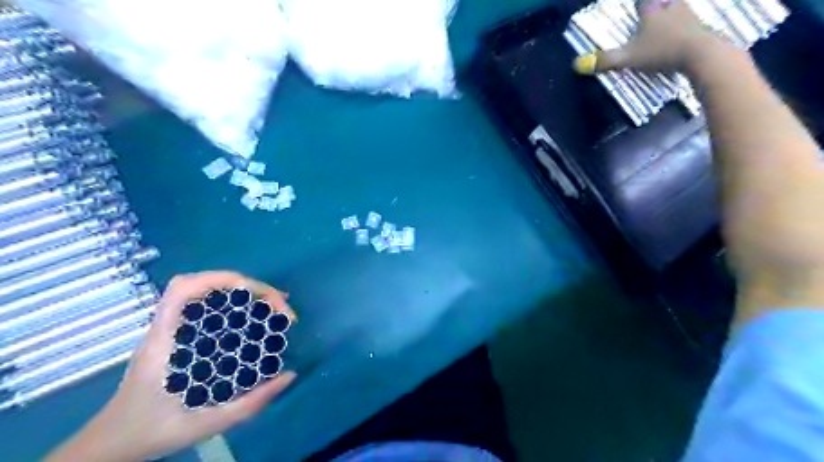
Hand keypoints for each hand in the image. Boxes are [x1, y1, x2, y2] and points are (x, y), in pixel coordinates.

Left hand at [44, 270, 296, 460]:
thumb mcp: (204, 425)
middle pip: (203, 284)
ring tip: (276, 306)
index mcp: (163, 342)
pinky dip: (236, 304)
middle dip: (247, 287)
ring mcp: (172, 330)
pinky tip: (256, 318)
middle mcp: (167, 328)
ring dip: (244, 292)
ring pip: (206, 292)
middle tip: (280, 305)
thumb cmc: (151, 432)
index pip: (183, 290)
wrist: (111, 445)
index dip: (221, 279)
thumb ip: (248, 405)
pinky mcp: (181, 336)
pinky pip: (209, 308)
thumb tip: (289, 375)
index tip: (257, 294)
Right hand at [575, 0, 733, 74]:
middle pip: (664, 2)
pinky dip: (686, 28)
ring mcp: (689, 17)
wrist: (700, 54)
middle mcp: (671, 9)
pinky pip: (692, 24)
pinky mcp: (702, 29)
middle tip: (655, 11)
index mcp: (652, 12)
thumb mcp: (628, 58)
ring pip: (680, 9)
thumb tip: (576, 65)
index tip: (637, 7)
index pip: (644, 2)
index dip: (640, 4)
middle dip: (659, 7)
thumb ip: (605, 61)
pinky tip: (684, 36)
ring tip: (669, 22)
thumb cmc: (660, 51)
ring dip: (674, 13)